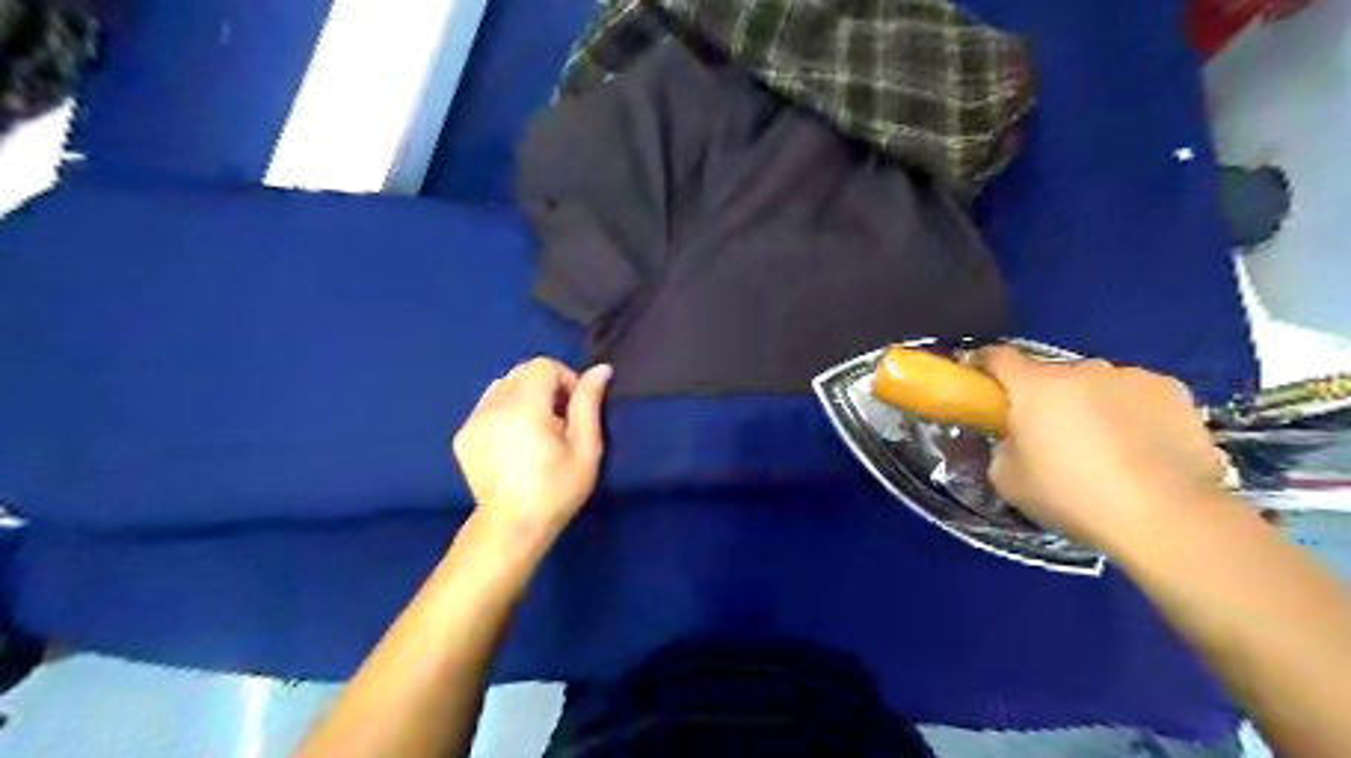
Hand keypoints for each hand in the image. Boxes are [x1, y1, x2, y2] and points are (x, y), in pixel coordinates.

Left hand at [454, 357, 614, 534]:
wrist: (512, 527)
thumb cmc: (557, 489)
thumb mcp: (586, 447)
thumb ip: (589, 403)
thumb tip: (601, 369)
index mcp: (524, 406)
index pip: (543, 365)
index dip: (566, 379)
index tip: (574, 410)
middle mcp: (493, 406)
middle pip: (522, 372)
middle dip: (545, 387)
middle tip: (558, 421)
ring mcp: (473, 420)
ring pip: (502, 386)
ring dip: (523, 397)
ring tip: (535, 430)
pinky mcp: (463, 436)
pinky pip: (487, 406)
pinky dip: (504, 412)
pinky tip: (514, 443)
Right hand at [977, 346, 1233, 548]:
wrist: (1166, 516)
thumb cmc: (1073, 496)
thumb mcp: (1008, 480)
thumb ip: (1002, 447)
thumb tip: (1013, 439)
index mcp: (1034, 386)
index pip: (997, 357)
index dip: (984, 365)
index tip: (981, 382)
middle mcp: (1081, 369)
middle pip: (1051, 375)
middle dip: (1045, 397)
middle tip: (1050, 434)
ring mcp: (1131, 376)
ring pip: (1096, 383)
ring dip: (1090, 402)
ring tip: (1104, 445)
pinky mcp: (1173, 391)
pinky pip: (1136, 394)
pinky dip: (1131, 411)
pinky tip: (1142, 446)